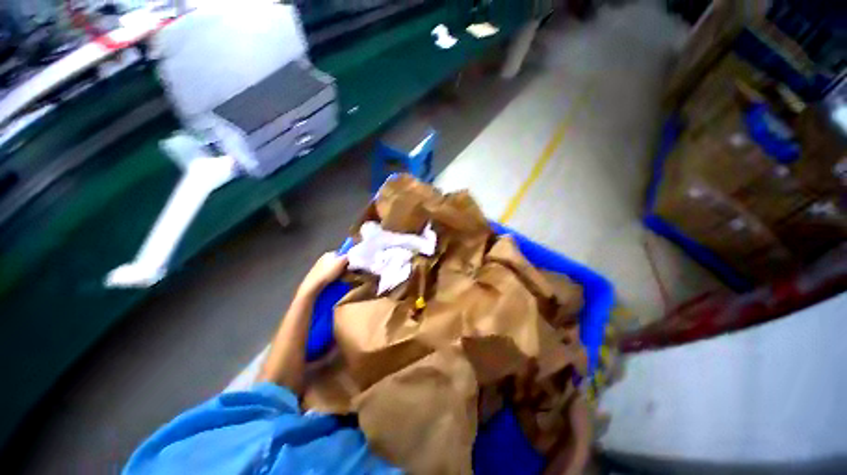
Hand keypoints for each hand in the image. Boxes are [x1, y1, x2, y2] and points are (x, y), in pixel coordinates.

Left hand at [298, 252, 347, 295]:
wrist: (313, 285)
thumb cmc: (328, 272)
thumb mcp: (341, 262)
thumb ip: (347, 257)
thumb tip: (349, 256)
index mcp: (329, 253)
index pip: (342, 253)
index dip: (347, 259)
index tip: (351, 265)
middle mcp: (324, 257)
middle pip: (337, 260)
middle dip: (342, 266)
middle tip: (347, 272)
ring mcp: (319, 265)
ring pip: (332, 267)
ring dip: (337, 271)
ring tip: (340, 278)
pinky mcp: (316, 273)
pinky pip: (327, 273)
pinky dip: (331, 276)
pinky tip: (332, 280)